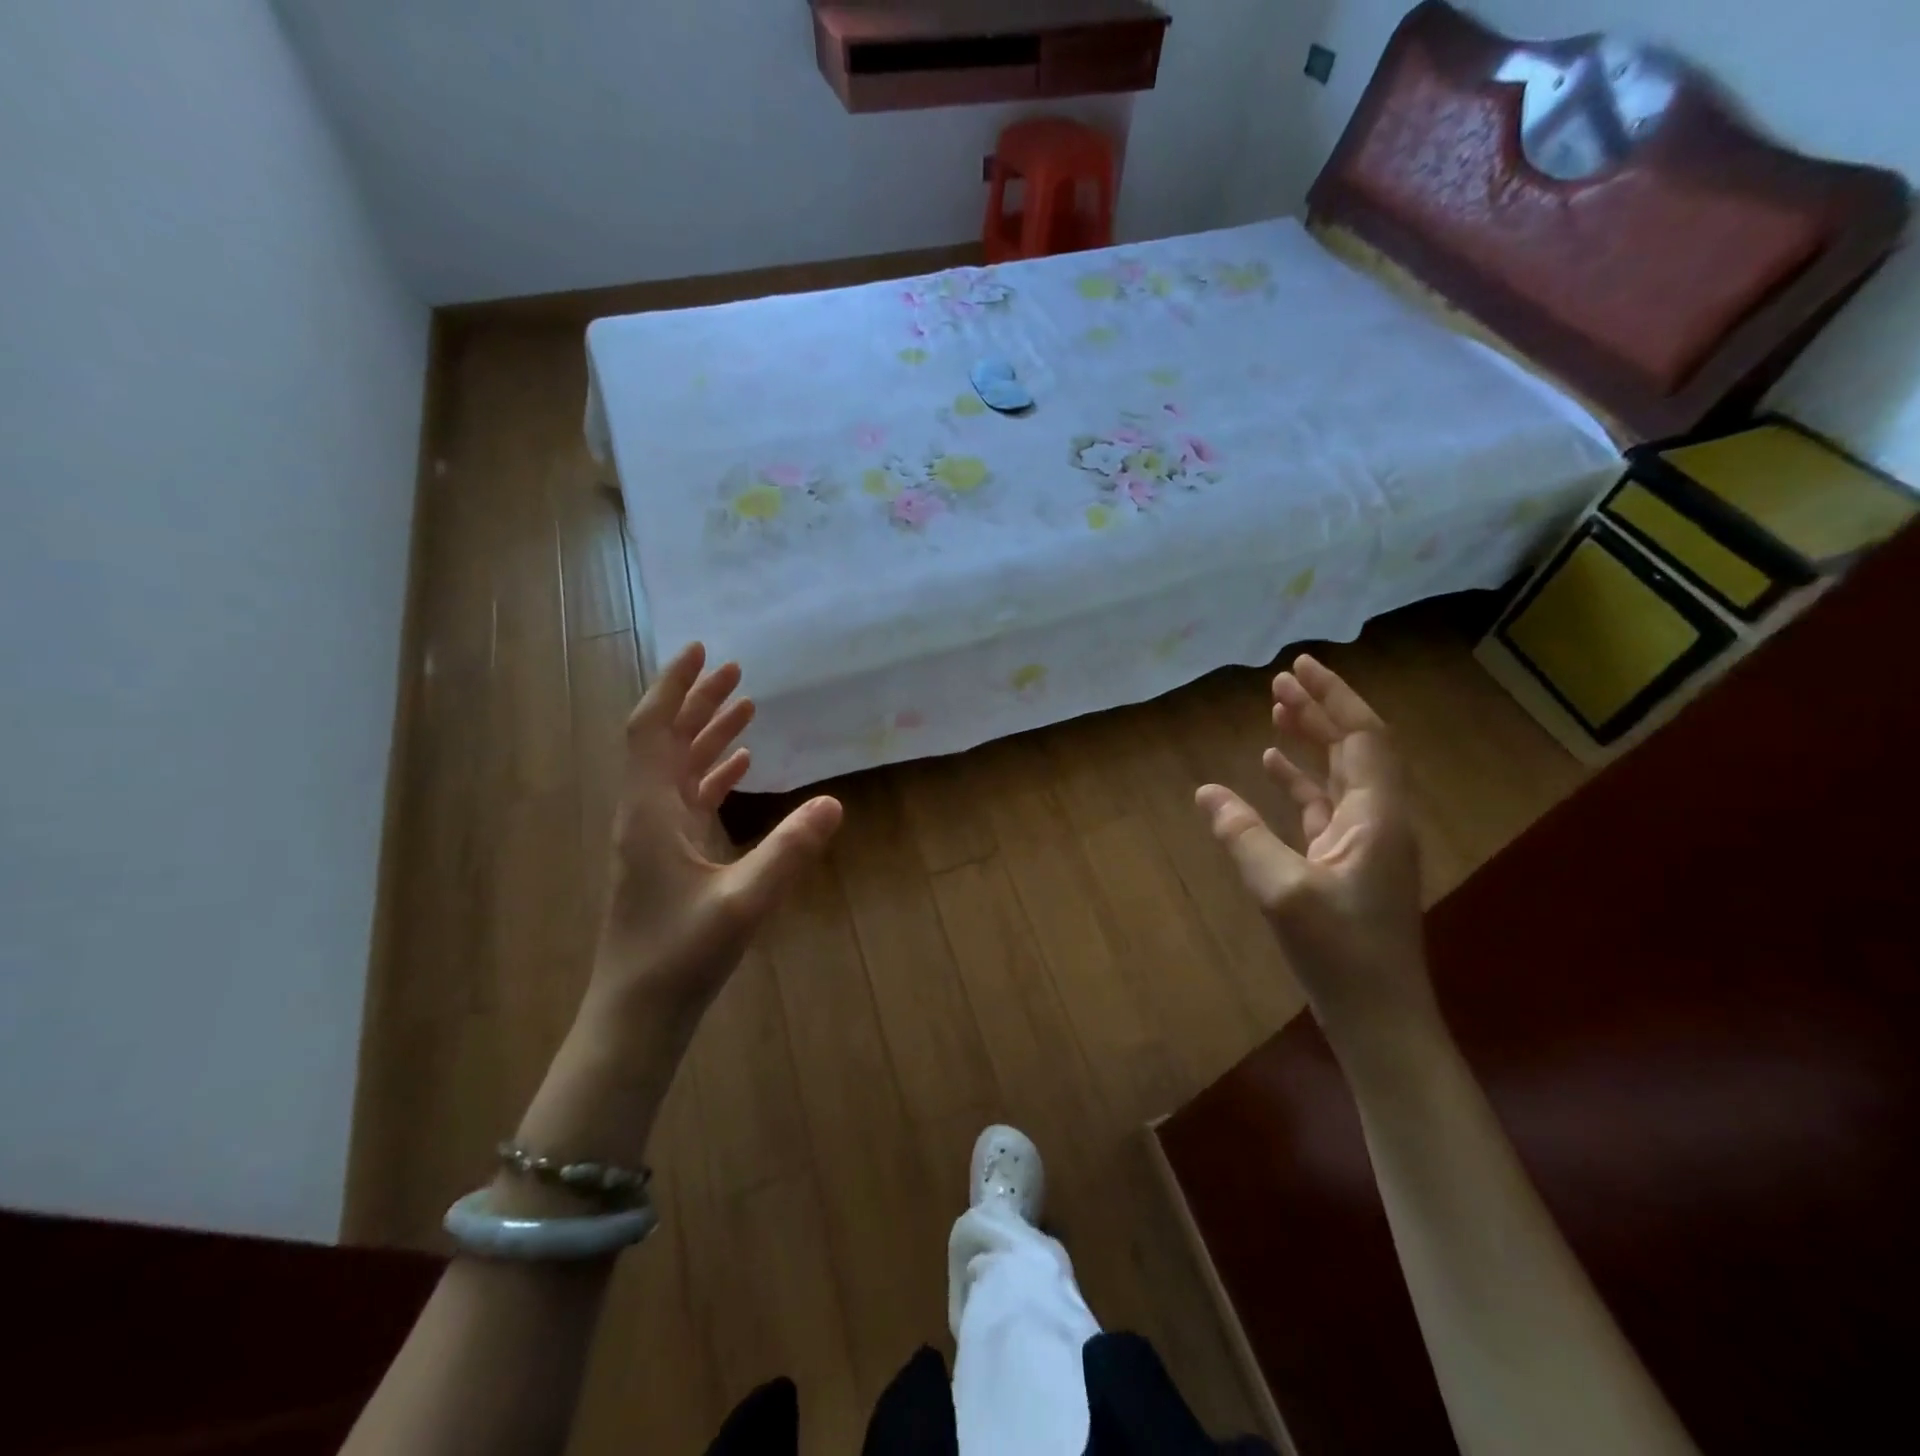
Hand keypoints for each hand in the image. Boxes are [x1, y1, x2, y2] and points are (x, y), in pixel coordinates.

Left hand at [590, 642, 842, 1030]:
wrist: (637, 1015)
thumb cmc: (679, 957)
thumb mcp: (743, 903)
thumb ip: (789, 851)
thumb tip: (834, 802)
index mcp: (649, 813)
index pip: (651, 730)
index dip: (673, 687)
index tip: (702, 651)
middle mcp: (645, 814)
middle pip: (665, 741)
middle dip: (697, 701)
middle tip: (736, 671)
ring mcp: (654, 837)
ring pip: (677, 768)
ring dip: (707, 734)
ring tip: (744, 705)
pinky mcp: (667, 858)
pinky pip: (688, 798)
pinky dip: (712, 773)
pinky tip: (742, 765)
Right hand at [1195, 654, 1435, 1050]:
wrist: (1378, 1018)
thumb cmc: (1339, 954)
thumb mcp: (1282, 892)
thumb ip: (1243, 836)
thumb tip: (1206, 791)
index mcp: (1376, 816)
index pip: (1363, 737)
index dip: (1334, 697)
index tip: (1300, 666)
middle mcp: (1377, 819)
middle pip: (1354, 748)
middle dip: (1320, 709)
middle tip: (1280, 680)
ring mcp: (1363, 843)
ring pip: (1338, 774)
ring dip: (1311, 740)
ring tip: (1275, 709)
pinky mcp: (1345, 863)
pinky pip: (1322, 806)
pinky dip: (1299, 781)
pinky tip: (1271, 767)